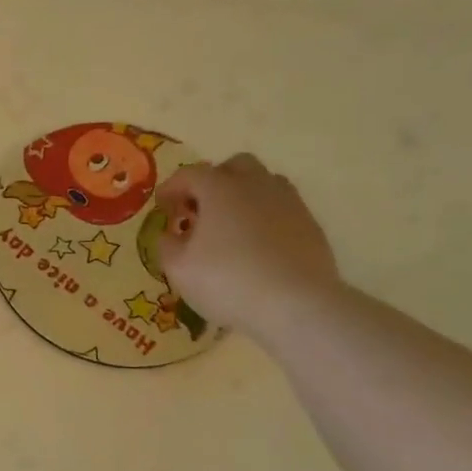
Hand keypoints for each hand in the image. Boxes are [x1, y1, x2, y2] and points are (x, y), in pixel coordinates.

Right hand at [154, 153, 340, 342]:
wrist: (296, 304)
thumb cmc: (227, 281)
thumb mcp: (179, 269)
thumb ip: (167, 246)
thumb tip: (170, 236)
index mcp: (220, 189)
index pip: (190, 174)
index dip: (171, 188)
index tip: (162, 207)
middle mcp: (256, 185)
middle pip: (234, 166)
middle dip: (213, 181)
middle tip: (199, 210)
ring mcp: (288, 203)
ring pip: (263, 183)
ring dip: (242, 196)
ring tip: (229, 225)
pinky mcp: (309, 224)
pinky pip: (281, 208)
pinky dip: (264, 216)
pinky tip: (256, 244)